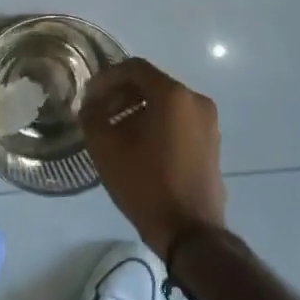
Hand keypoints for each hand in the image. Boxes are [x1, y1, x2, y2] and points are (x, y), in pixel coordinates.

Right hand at [79, 58, 225, 258]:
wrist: (191, 232)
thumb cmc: (147, 185)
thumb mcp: (106, 149)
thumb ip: (92, 117)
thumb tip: (90, 104)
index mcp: (173, 95)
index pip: (134, 68)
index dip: (106, 78)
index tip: (88, 96)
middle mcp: (195, 100)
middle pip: (151, 83)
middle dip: (120, 94)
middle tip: (98, 114)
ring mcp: (208, 122)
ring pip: (165, 102)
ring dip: (136, 109)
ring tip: (114, 132)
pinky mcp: (211, 141)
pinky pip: (178, 119)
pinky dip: (155, 122)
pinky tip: (136, 146)